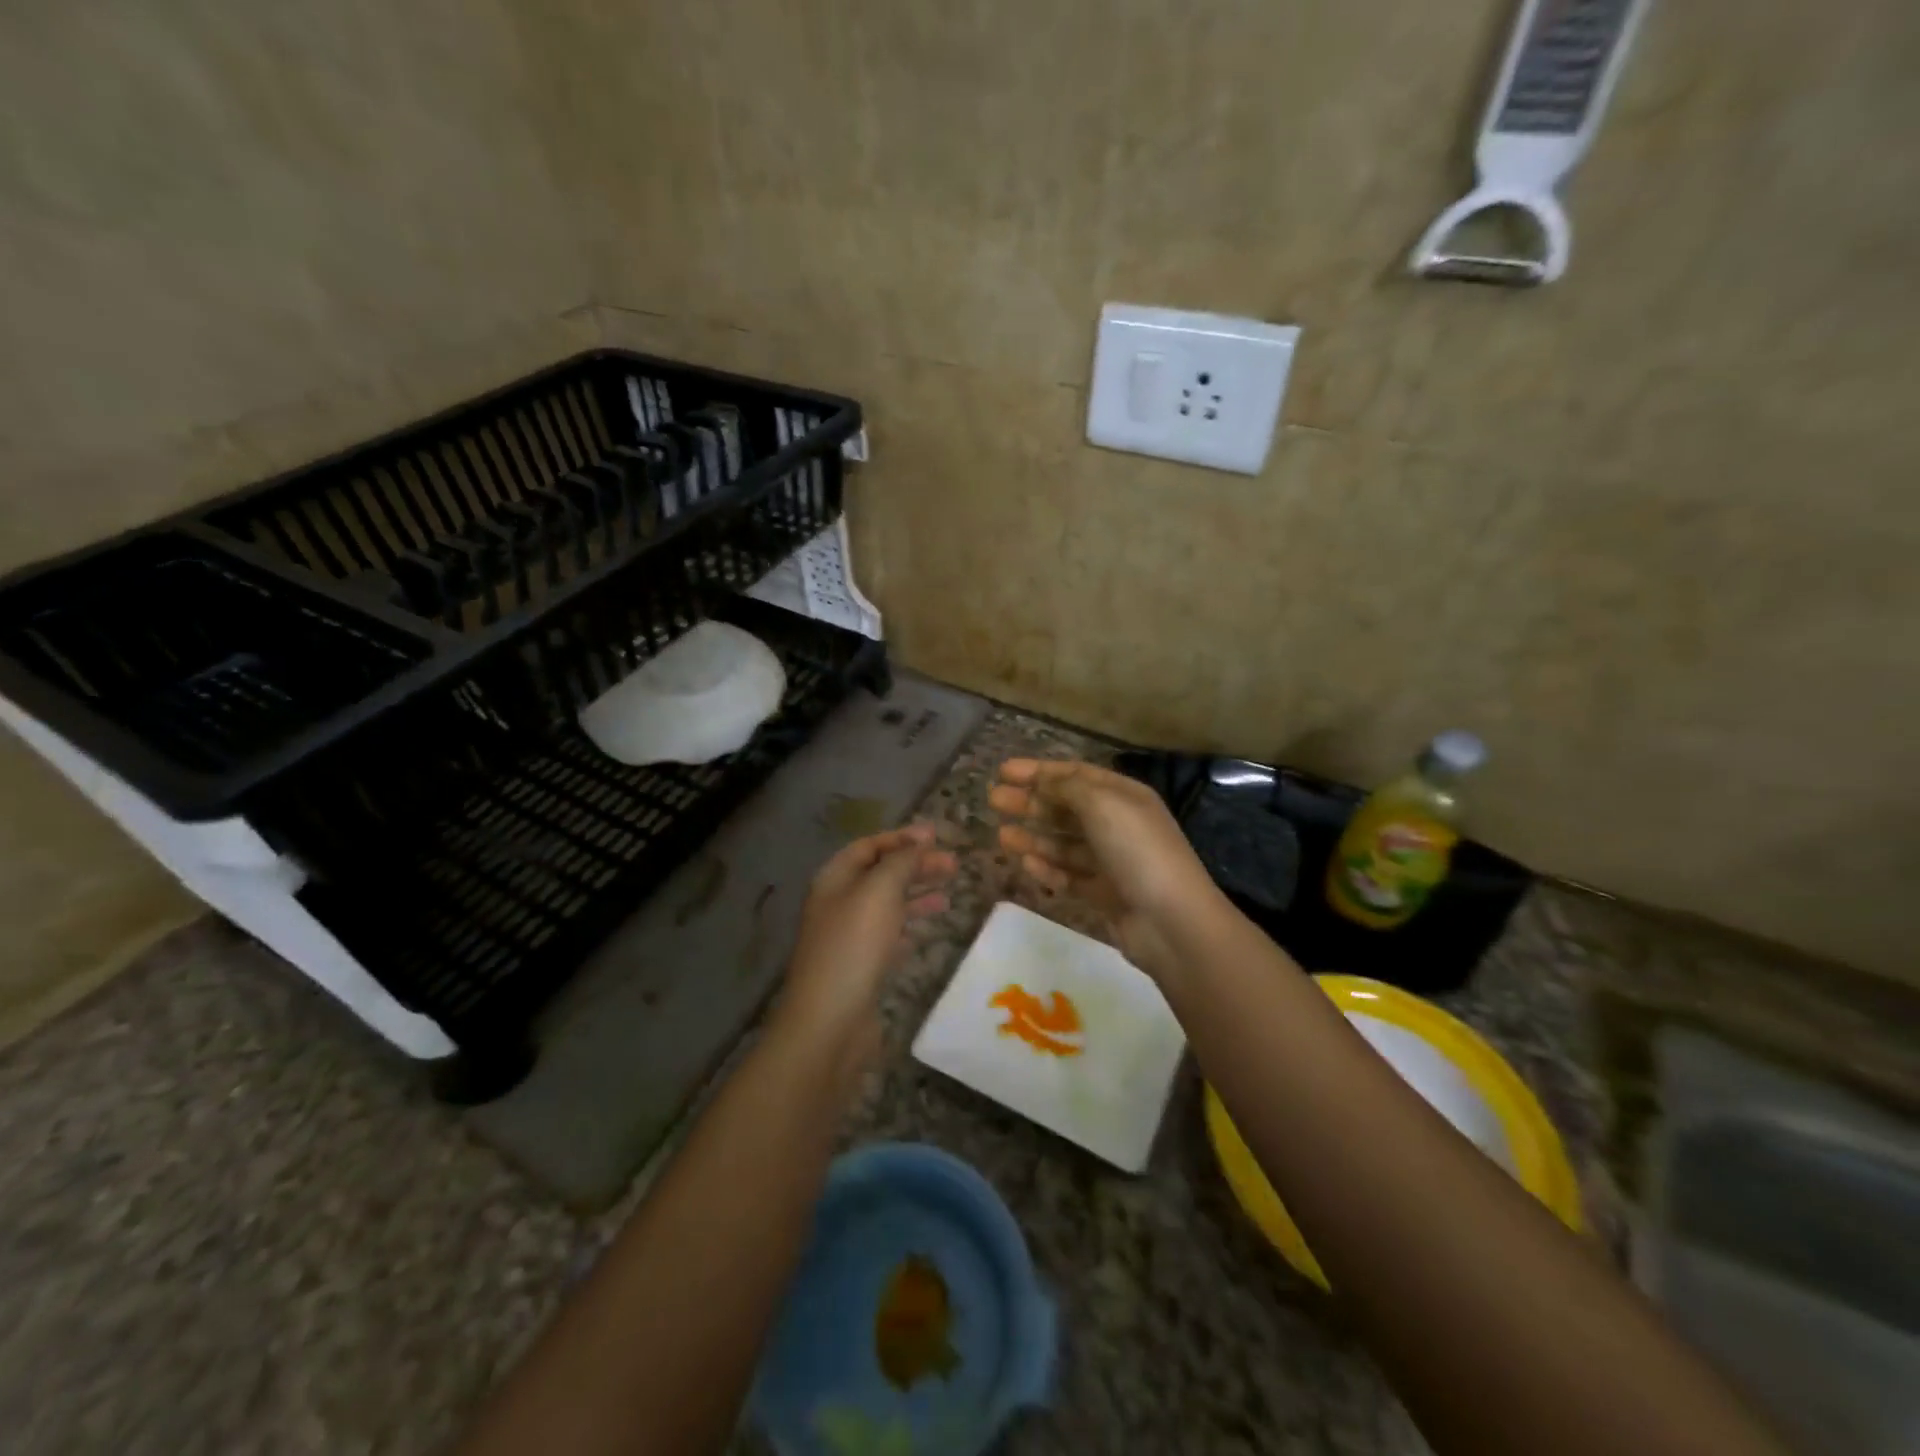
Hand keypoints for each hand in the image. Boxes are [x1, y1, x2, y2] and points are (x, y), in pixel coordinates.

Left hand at [777, 824, 955, 1065]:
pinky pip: (888, 935)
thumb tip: (921, 837)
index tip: (938, 836)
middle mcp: (838, 903)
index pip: (870, 846)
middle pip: (881, 874)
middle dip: (915, 866)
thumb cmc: (854, 947)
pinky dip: (909, 926)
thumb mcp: (880, 892)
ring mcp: (848, 936)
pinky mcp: (860, 966)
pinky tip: (929, 928)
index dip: (902, 838)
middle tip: (953, 866)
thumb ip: (901, 861)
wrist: (829, 1023)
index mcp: (835, 879)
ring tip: (949, 895)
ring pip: (887, 905)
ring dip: (917, 895)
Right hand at [989, 758, 1226, 978]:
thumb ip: (1067, 787)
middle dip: (1030, 802)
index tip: (1003, 772)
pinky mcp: (1105, 894)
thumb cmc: (1136, 850)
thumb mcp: (1101, 804)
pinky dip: (1048, 868)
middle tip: (993, 801)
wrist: (1171, 921)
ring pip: (1064, 843)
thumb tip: (1043, 779)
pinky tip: (1026, 863)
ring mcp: (1112, 861)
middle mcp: (1118, 824)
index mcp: (1123, 796)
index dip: (1039, 771)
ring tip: (1001, 836)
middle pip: (1066, 808)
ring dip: (1033, 836)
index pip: (1075, 774)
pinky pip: (1070, 875)